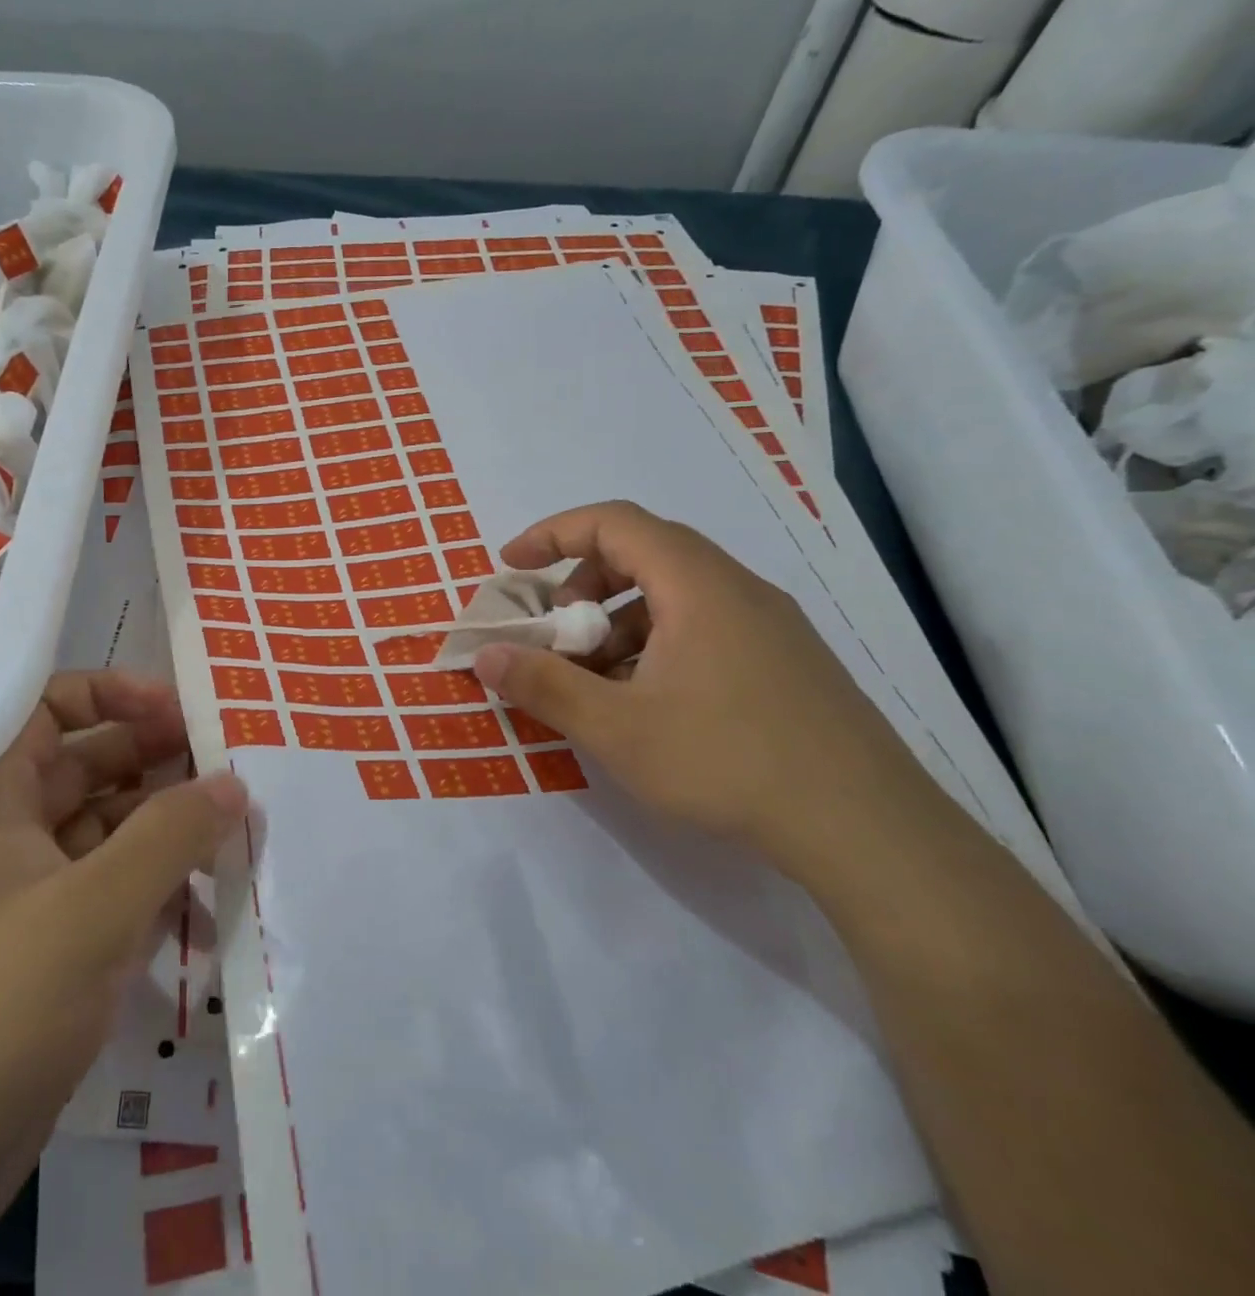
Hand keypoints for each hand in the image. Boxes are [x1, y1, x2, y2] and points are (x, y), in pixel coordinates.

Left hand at [0, 670, 245, 1247]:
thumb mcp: (90, 911)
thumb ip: (170, 838)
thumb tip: (233, 782)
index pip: (48, 709)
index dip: (111, 695)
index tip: (178, 709)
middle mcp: (14, 836)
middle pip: (92, 768)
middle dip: (158, 761)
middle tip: (229, 767)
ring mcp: (36, 897)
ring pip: (113, 835)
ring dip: (170, 829)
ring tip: (239, 830)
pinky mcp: (57, 953)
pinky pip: (119, 895)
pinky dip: (163, 890)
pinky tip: (213, 903)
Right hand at [472, 501, 939, 870]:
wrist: (869, 831)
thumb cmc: (730, 763)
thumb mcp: (617, 729)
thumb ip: (544, 685)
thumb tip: (485, 655)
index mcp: (698, 586)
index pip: (615, 523)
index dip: (553, 534)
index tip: (512, 567)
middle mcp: (737, 589)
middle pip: (645, 553)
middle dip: (583, 583)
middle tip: (555, 631)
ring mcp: (770, 626)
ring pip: (676, 594)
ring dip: (619, 620)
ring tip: (596, 679)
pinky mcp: (786, 662)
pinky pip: (704, 626)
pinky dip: (656, 644)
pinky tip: (648, 703)